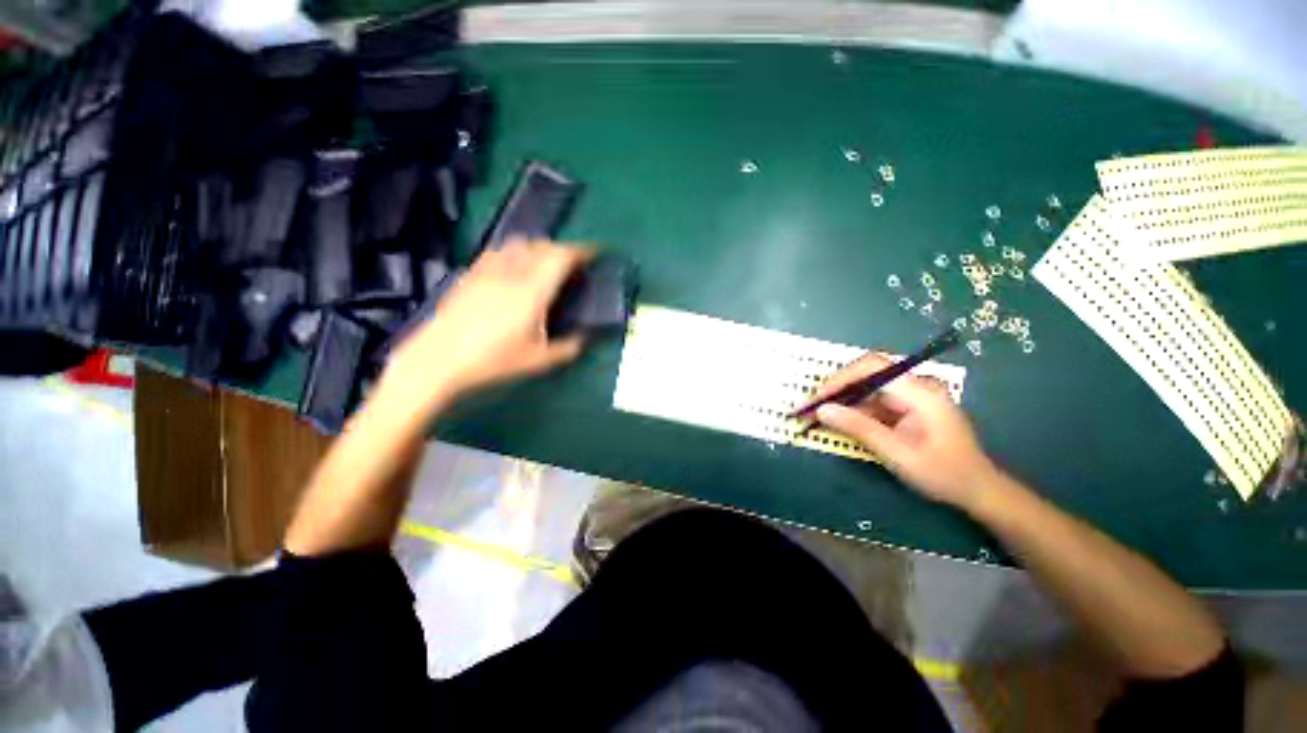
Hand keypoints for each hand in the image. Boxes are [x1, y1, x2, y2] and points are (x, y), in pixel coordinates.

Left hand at [383, 239, 592, 406]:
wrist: (438, 359)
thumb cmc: (493, 360)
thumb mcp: (538, 360)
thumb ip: (567, 348)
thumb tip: (581, 340)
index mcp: (533, 290)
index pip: (561, 257)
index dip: (581, 251)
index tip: (594, 253)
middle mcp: (512, 272)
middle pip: (542, 245)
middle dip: (562, 249)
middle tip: (573, 264)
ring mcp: (488, 271)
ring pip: (519, 244)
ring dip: (538, 248)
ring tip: (545, 263)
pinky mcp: (470, 275)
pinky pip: (498, 252)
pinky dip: (515, 253)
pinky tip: (513, 268)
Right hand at [809, 352, 1001, 510]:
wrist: (977, 489)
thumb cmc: (942, 473)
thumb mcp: (897, 453)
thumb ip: (859, 428)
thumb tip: (821, 410)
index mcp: (920, 392)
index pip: (873, 367)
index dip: (840, 377)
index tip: (818, 397)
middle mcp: (916, 385)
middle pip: (868, 373)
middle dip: (837, 387)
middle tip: (812, 405)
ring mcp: (913, 394)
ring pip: (868, 386)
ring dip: (843, 399)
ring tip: (819, 414)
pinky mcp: (908, 404)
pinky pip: (875, 399)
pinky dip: (855, 409)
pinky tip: (840, 420)